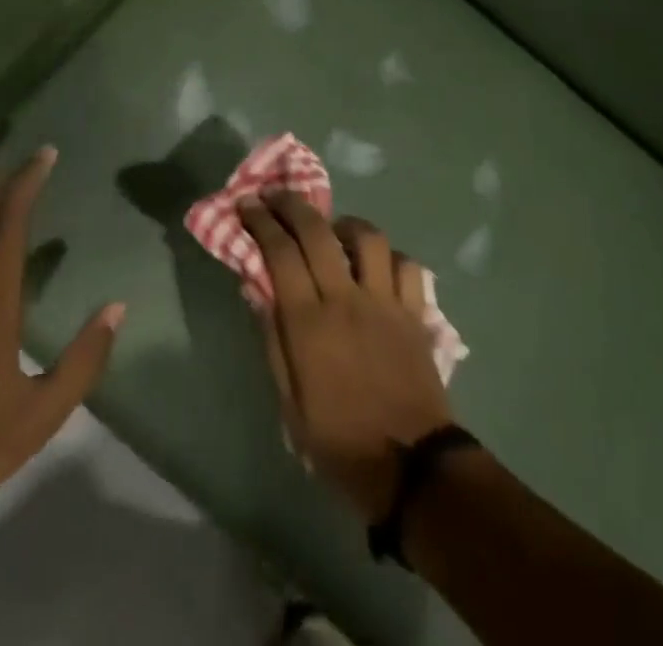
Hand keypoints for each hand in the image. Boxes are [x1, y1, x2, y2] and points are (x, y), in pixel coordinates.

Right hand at [240, 194, 455, 521]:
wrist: (410, 468)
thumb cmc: (339, 441)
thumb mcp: (289, 403)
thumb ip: (273, 340)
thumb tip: (257, 290)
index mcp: (309, 323)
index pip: (281, 253)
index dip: (261, 222)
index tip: (247, 204)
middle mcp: (346, 299)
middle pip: (318, 232)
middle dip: (292, 205)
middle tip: (276, 195)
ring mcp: (385, 301)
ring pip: (367, 237)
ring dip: (345, 224)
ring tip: (333, 229)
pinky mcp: (415, 311)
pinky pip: (406, 265)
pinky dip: (389, 257)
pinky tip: (377, 264)